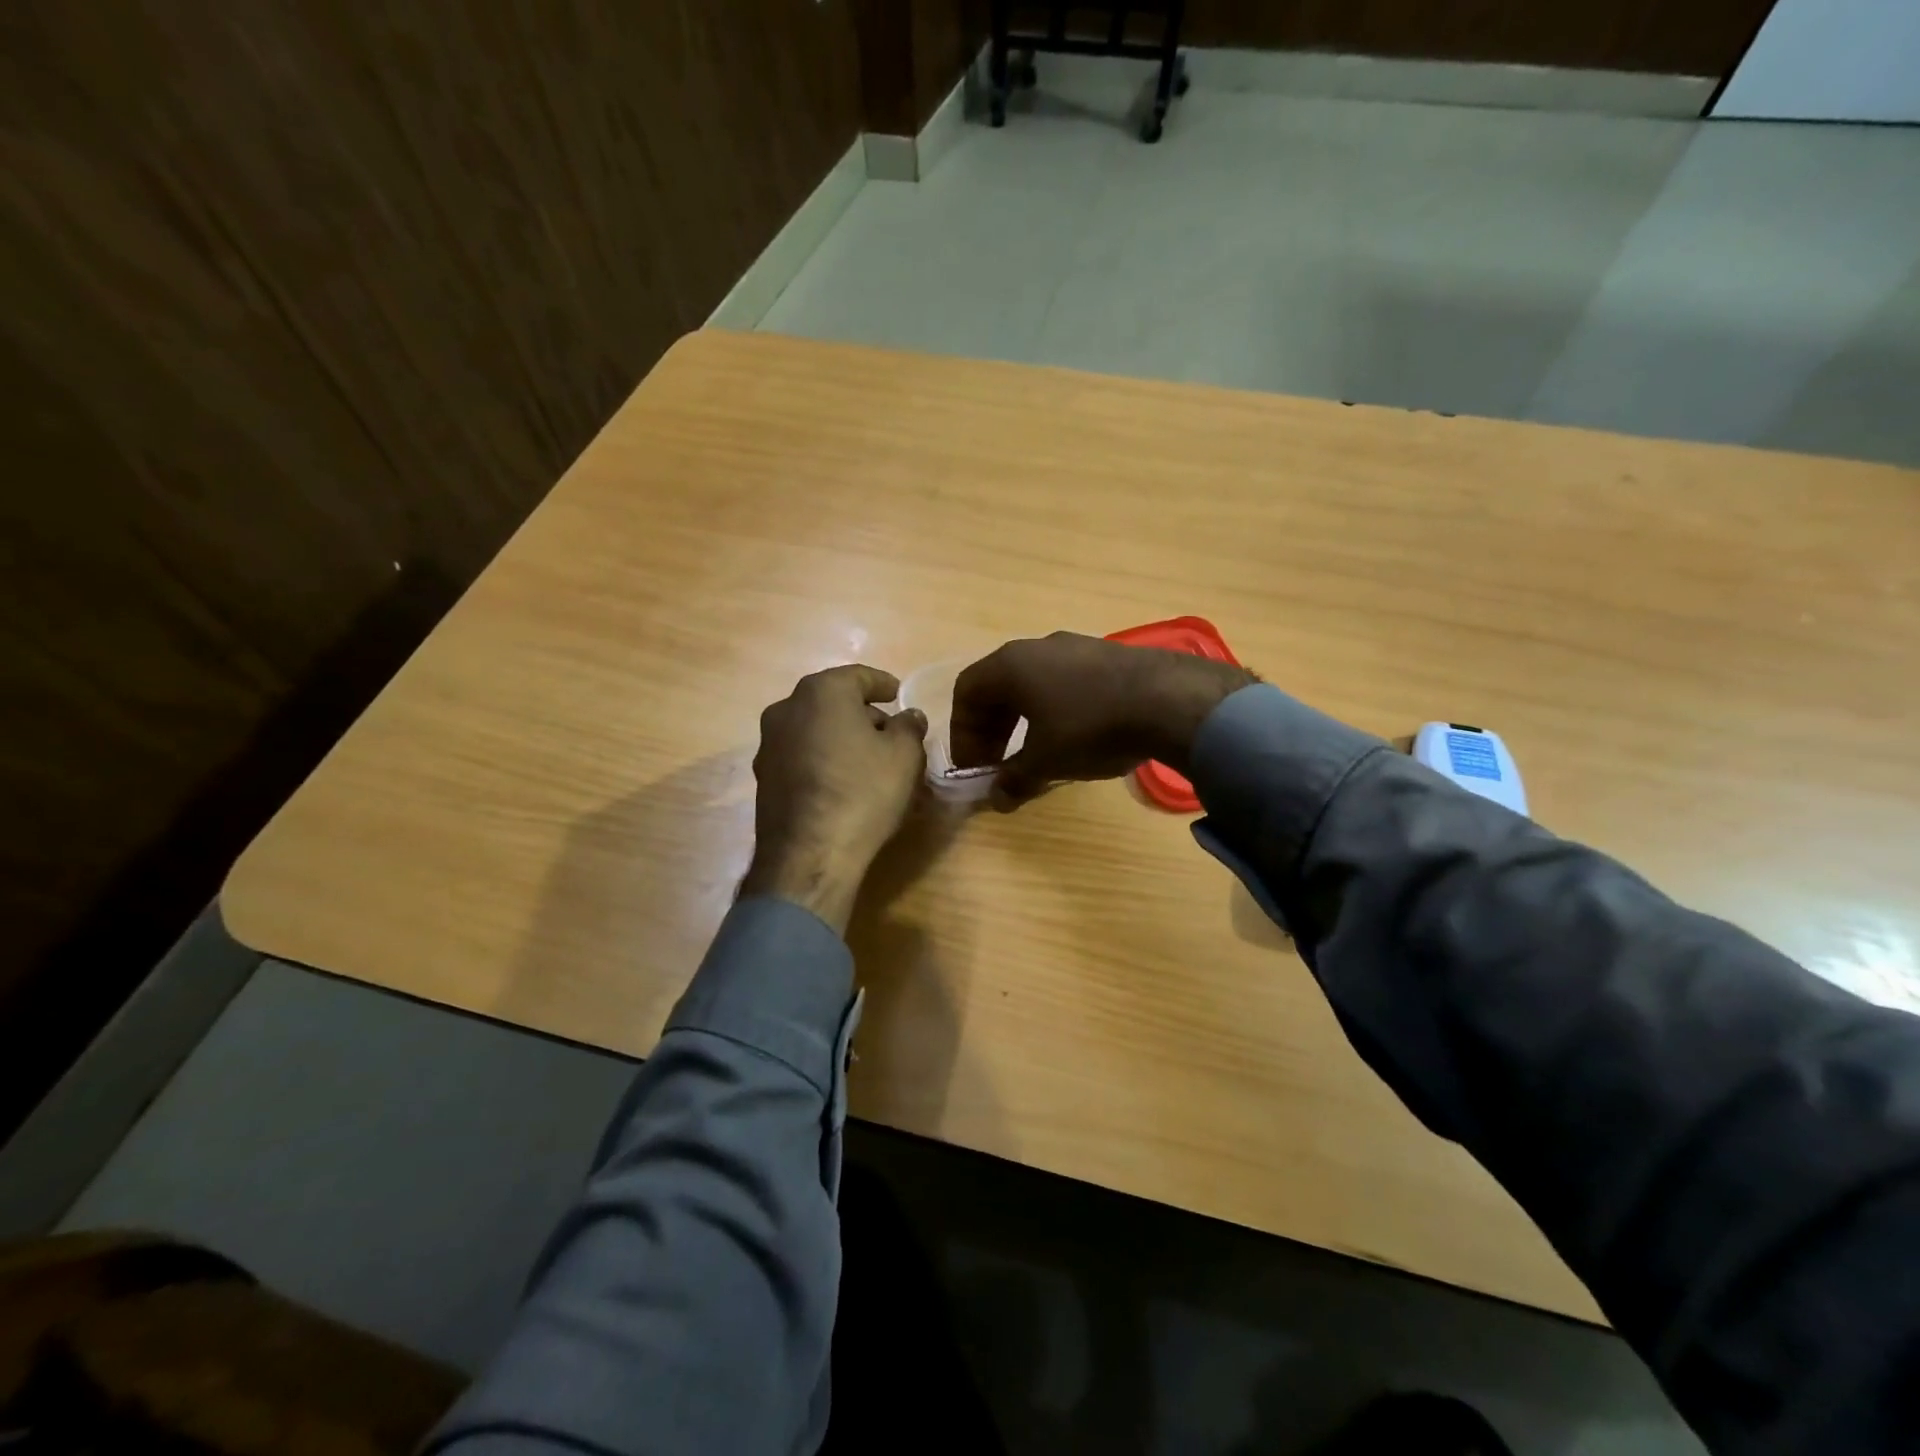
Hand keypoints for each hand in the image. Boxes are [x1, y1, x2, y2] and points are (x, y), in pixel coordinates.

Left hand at [739, 665, 928, 933]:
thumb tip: (908, 716)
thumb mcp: (904, 755)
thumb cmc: (863, 792)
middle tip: (890, 734)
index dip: (884, 684)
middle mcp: (787, 708)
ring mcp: (769, 744)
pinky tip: (843, 783)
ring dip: (841, 738)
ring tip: (868, 762)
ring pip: (815, 729)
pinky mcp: (764, 777)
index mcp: (822, 691)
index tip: (899, 695)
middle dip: (863, 714)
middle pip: (833, 701)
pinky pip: (802, 756)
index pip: (859, 676)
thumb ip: (909, 726)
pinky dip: (823, 760)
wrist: (809, 855)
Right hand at [951, 632, 1255, 809]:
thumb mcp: (1047, 761)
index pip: (966, 692)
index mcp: (1011, 665)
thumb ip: (1014, 779)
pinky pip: (1064, 681)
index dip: (963, 733)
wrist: (1170, 699)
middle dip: (991, 728)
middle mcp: (1037, 647)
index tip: (975, 767)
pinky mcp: (1107, 655)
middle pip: (998, 686)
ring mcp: (1075, 646)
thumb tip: (996, 797)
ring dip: (1023, 720)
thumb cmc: (1091, 727)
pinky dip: (1054, 710)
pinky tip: (1074, 737)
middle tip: (998, 764)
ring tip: (1034, 754)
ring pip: (1032, 683)